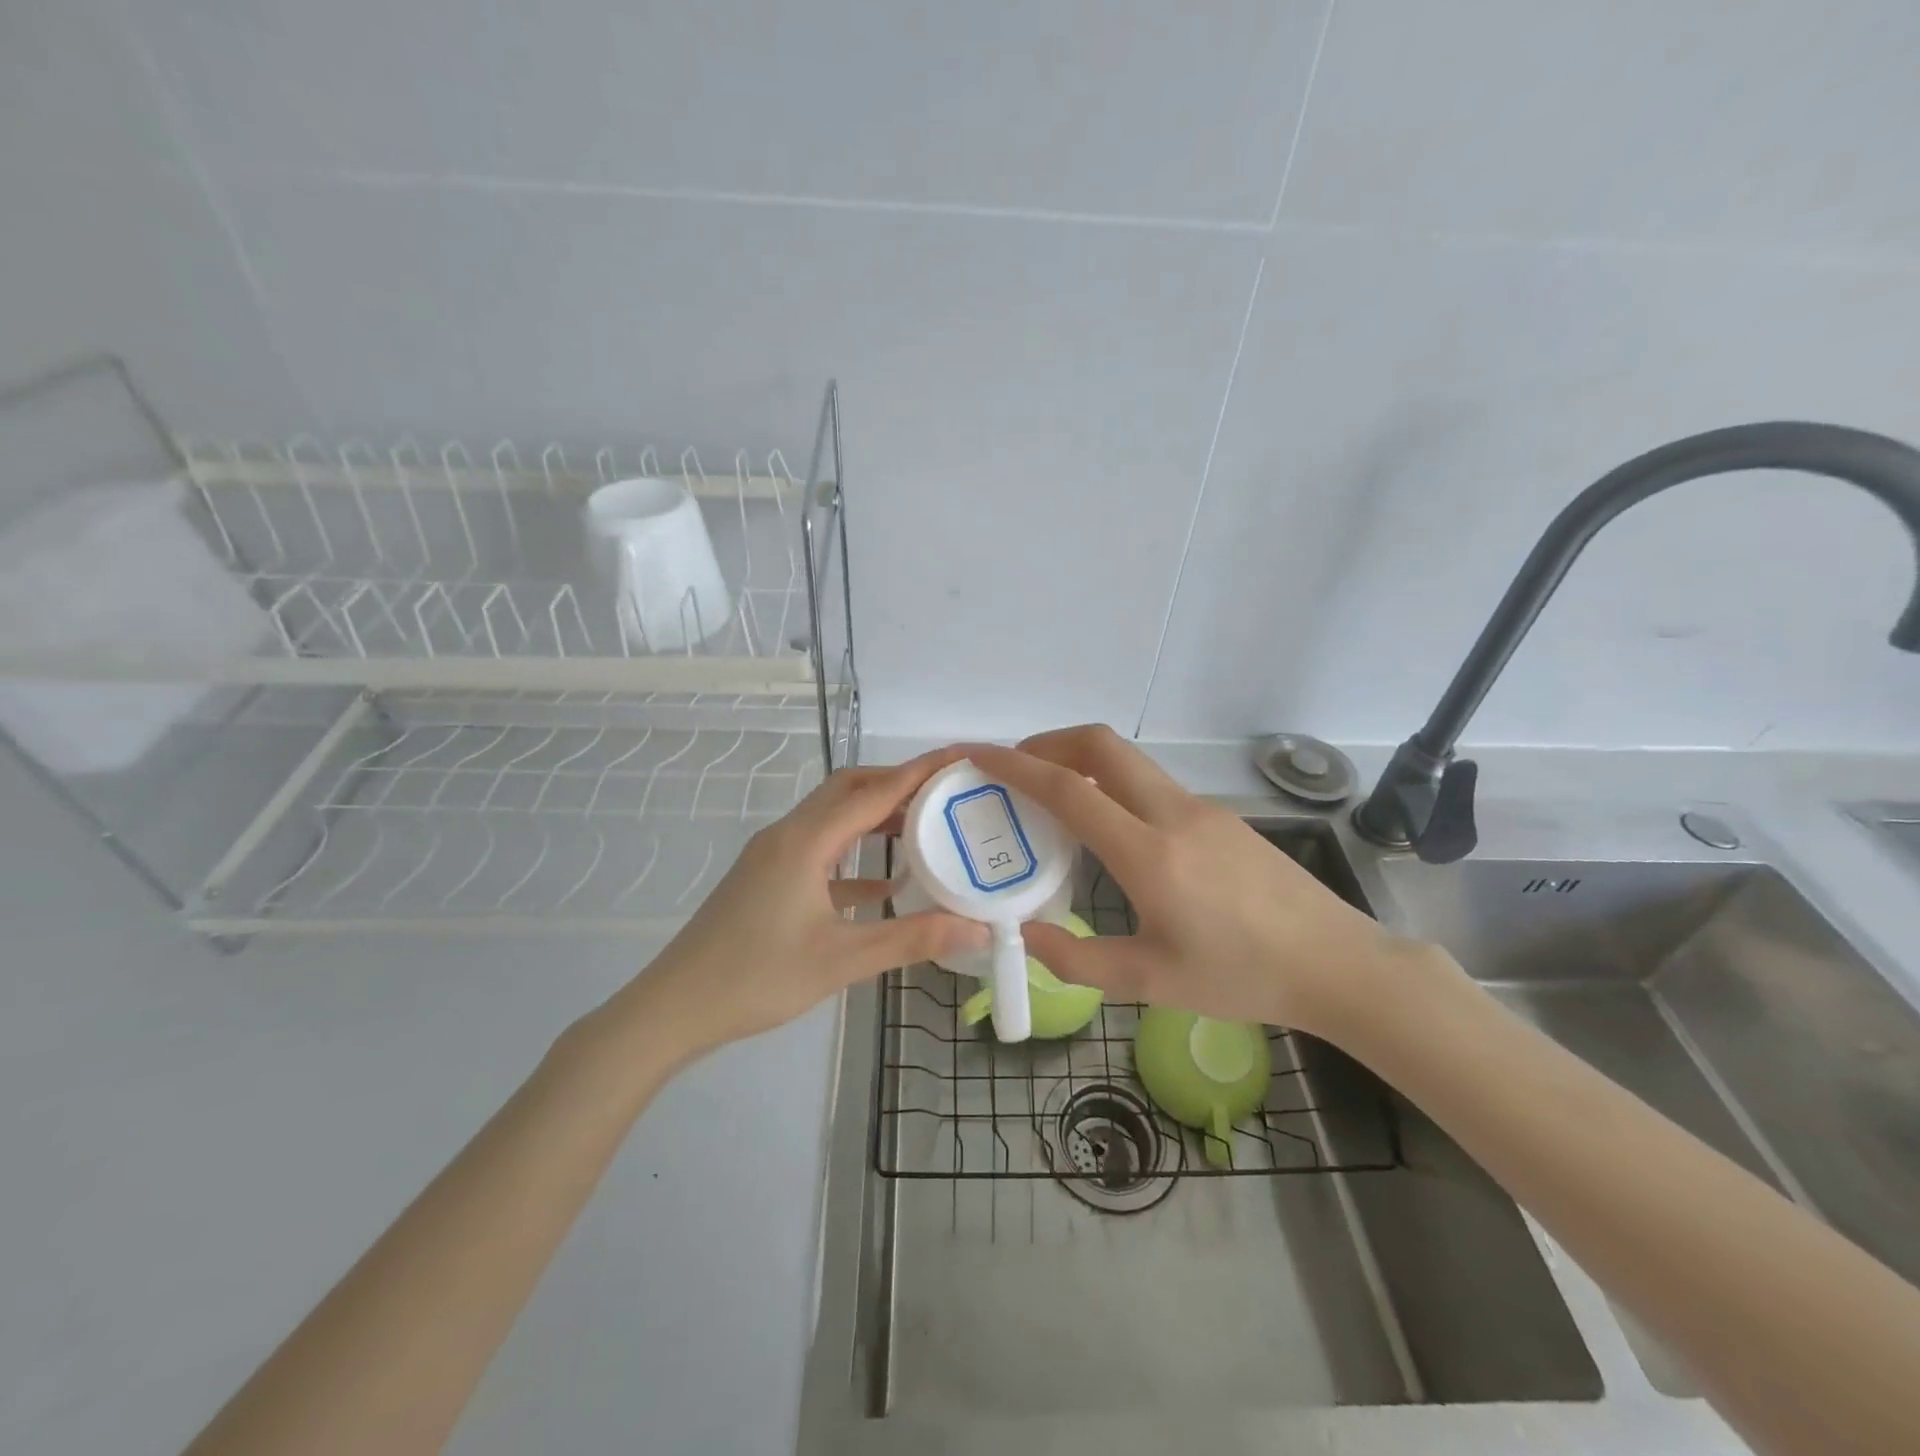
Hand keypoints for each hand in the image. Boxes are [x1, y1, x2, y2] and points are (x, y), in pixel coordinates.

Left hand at [610, 748, 990, 1059]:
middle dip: (895, 784)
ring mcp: (773, 855)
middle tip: (943, 793)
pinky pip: (818, 851)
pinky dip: (852, 855)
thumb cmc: (758, 977)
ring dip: (873, 816)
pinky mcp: (766, 878)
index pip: (873, 792)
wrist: (675, 1006)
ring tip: (921, 828)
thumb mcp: (842, 960)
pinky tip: (882, 885)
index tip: (958, 757)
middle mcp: (788, 835)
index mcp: (806, 841)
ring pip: (831, 818)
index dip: (918, 772)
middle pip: (848, 789)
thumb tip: (976, 929)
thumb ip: (912, 939)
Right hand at [968, 726, 1414, 1037]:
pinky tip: (1110, 828)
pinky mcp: (1219, 815)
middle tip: (1015, 767)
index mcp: (1148, 853)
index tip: (979, 756)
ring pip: (1128, 760)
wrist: (1336, 964)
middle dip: (1049, 742)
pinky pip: (1151, 784)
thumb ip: (1077, 959)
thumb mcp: (1150, 982)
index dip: (1016, 767)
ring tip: (1053, 798)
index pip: (1069, 789)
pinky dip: (1113, 784)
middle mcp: (1172, 813)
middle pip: (1101, 744)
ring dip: (1082, 762)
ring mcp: (1200, 808)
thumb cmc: (1241, 977)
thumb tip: (1025, 932)